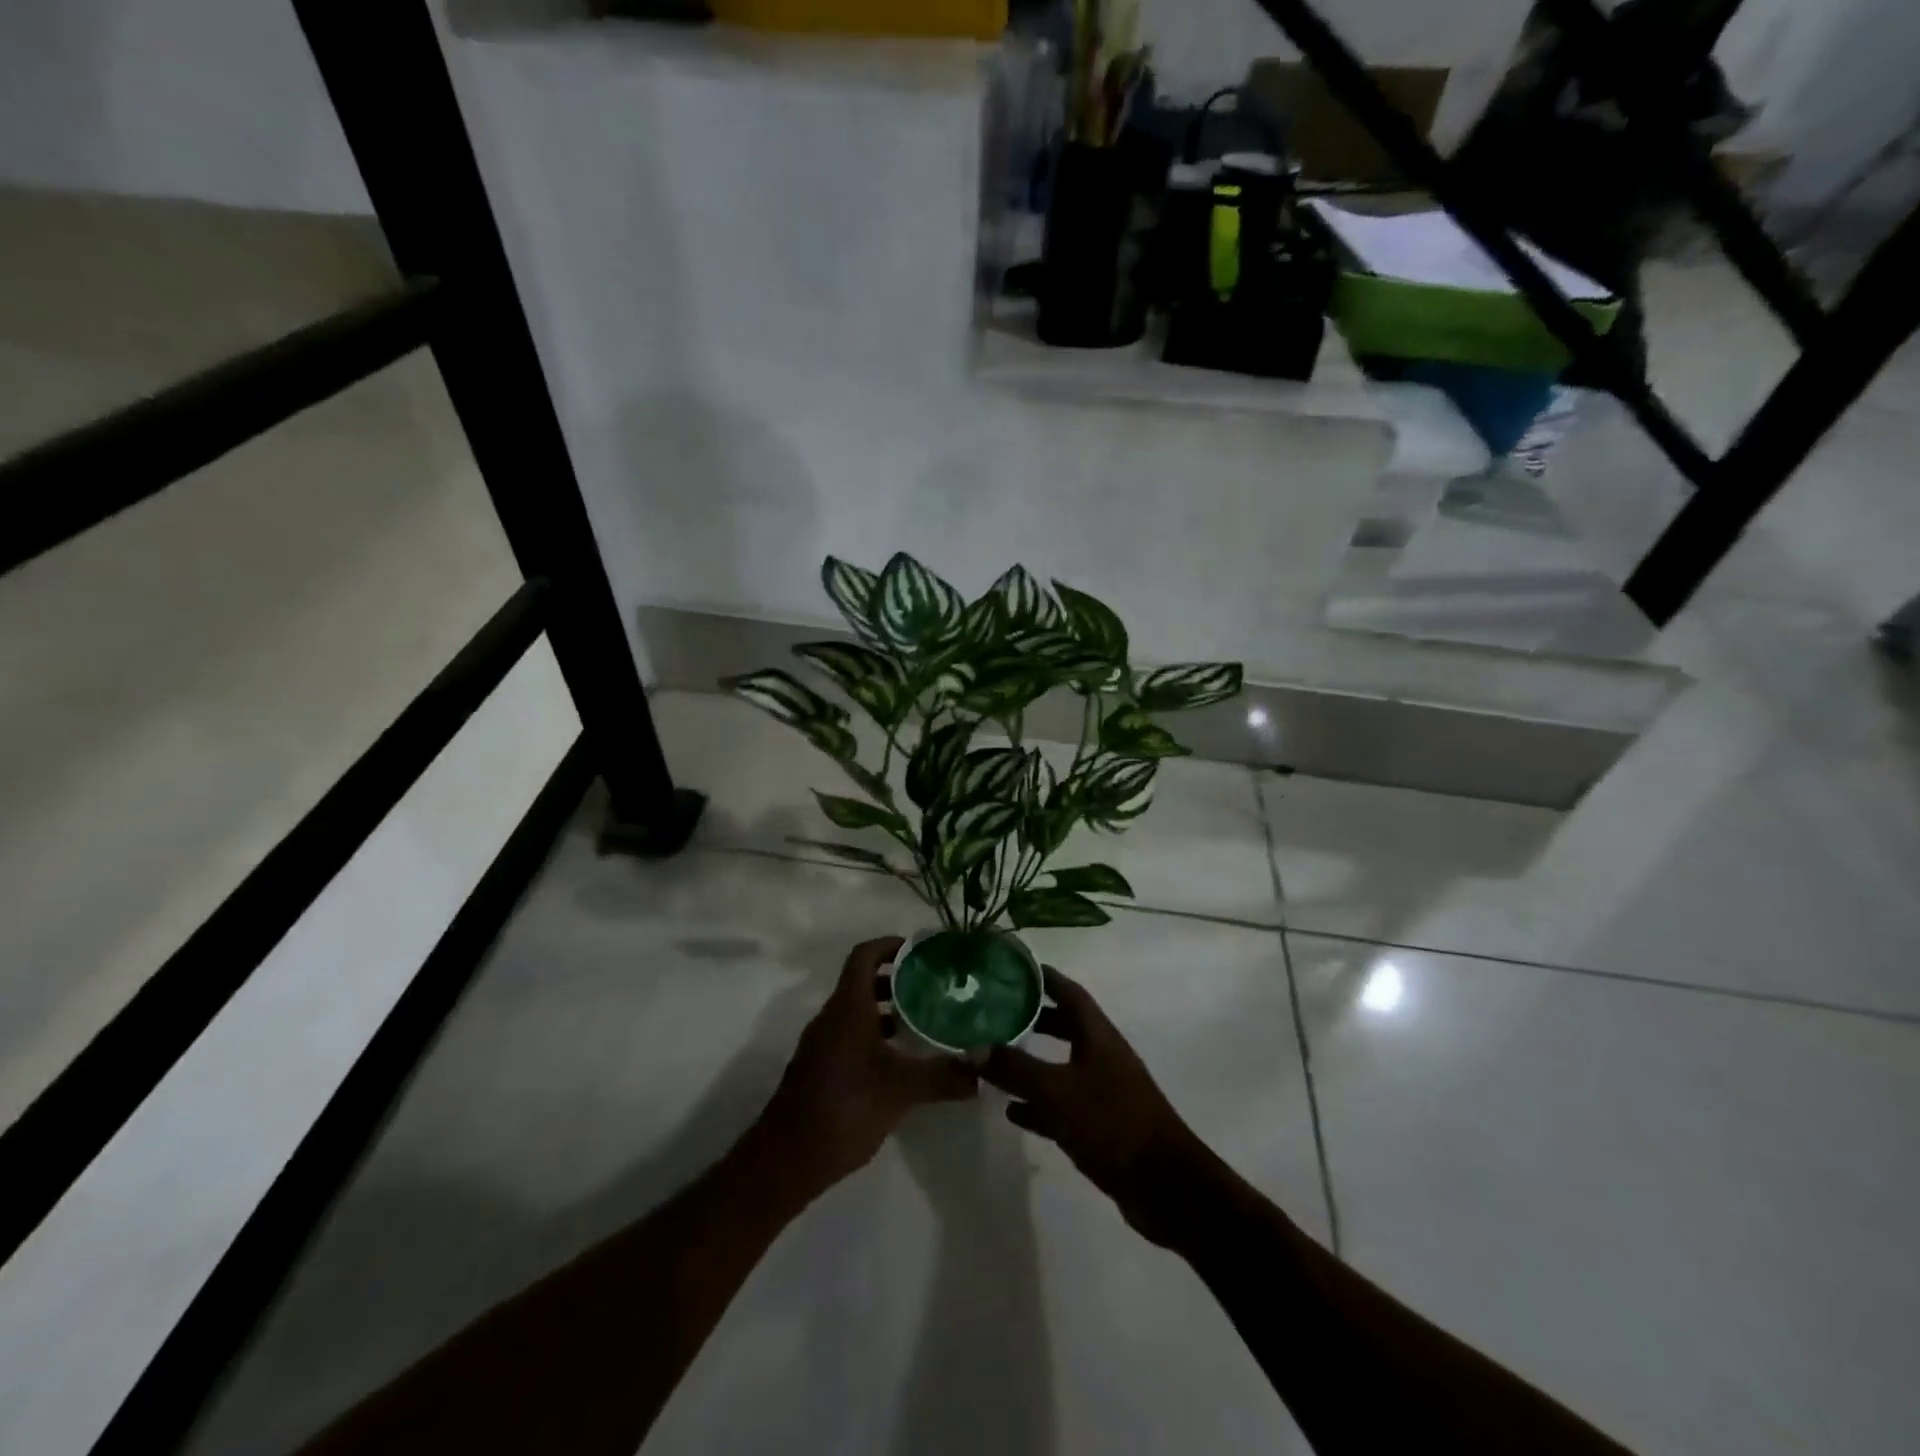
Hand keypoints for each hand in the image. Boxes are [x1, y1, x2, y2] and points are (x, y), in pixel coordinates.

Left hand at [753, 937, 978, 1195]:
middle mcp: (832, 1017)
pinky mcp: (821, 1070)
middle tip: (932, 988)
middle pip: (862, 983)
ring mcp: (823, 1045)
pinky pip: (851, 1037)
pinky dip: (876, 1038)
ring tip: (923, 1024)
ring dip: (888, 1012)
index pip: (864, 956)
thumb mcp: (901, 1090)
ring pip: (857, 1013)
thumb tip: (984, 1070)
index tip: (919, 950)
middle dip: (897, 981)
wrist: (787, 1159)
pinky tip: (901, 1063)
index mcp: (847, 1007)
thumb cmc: (844, 1107)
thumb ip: (943, 1076)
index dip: (889, 945)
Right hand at [982, 965, 1210, 1246]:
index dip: (1043, 977)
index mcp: (1098, 1035)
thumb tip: (972, 1047)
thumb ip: (1015, 1069)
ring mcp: (1104, 1091)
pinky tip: (1012, 1112)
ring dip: (1031, 1062)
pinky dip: (1038, 1104)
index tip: (1012, 968)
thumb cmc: (1113, 1123)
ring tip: (994, 1061)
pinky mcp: (1101, 1126)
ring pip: (1061, 1066)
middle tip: (996, 1013)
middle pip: (1064, 1026)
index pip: (1069, 992)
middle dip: (1033, 1018)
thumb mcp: (1057, 1091)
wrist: (1166, 1187)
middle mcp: (1102, 1056)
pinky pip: (1062, 1105)